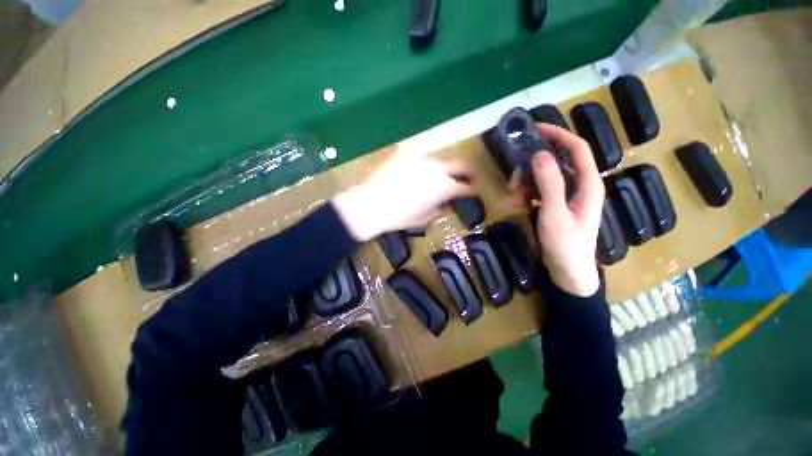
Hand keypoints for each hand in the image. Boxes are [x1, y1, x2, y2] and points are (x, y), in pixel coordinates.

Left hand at [333, 151, 472, 240]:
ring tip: (440, 175)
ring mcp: (420, 157)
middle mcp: (436, 167)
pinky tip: (420, 172)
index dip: (470, 189)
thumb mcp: (424, 217)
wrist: (370, 204)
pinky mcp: (405, 153)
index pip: (465, 185)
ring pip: (440, 158)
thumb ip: (440, 206)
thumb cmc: (399, 217)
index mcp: (443, 186)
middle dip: (465, 171)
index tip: (471, 191)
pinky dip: (426, 164)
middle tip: (465, 177)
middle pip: (459, 163)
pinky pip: (422, 157)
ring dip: (444, 166)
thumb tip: (446, 201)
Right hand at [531, 124, 603, 296]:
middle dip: (534, 164)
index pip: (577, 148)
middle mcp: (581, 185)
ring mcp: (569, 196)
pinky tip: (518, 203)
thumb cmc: (565, 245)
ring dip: (527, 182)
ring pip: (546, 177)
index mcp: (589, 184)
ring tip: (513, 196)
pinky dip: (528, 193)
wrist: (569, 272)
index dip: (558, 134)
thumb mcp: (554, 214)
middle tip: (514, 174)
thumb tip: (539, 154)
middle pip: (558, 162)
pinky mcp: (558, 205)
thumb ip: (549, 183)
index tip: (535, 128)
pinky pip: (542, 190)